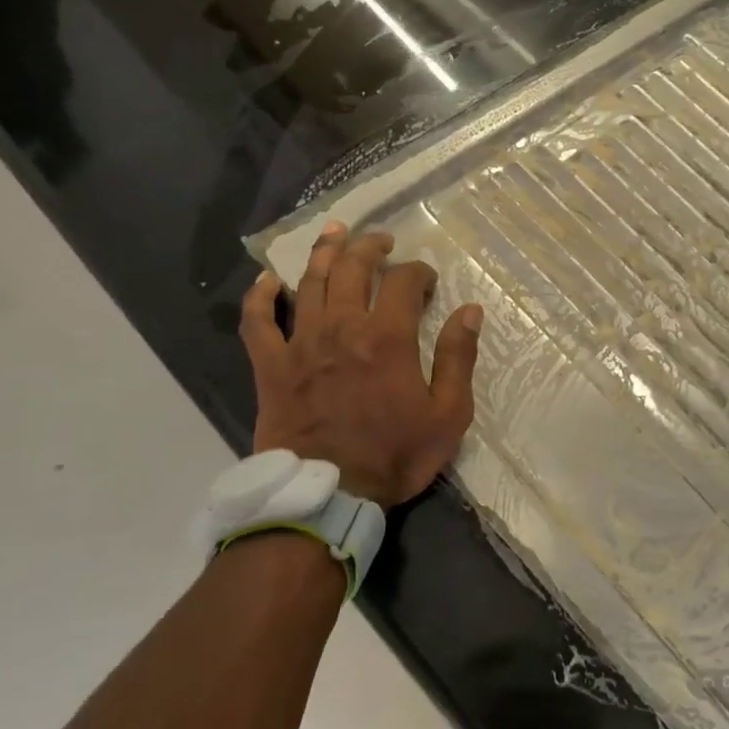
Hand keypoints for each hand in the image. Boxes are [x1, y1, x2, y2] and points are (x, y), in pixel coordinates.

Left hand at [240, 223, 483, 507]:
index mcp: (388, 337)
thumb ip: (459, 358)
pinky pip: (258, 321)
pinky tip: (268, 280)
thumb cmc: (395, 454)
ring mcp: (301, 343)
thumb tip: (470, 311)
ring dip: (324, 252)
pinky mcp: (270, 366)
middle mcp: (342, 327)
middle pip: (353, 269)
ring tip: (336, 233)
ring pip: (310, 282)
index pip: (403, 283)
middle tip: (382, 241)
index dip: (418, 272)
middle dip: (370, 248)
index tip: (427, 279)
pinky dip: (260, 296)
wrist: (327, 494)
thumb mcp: (448, 413)